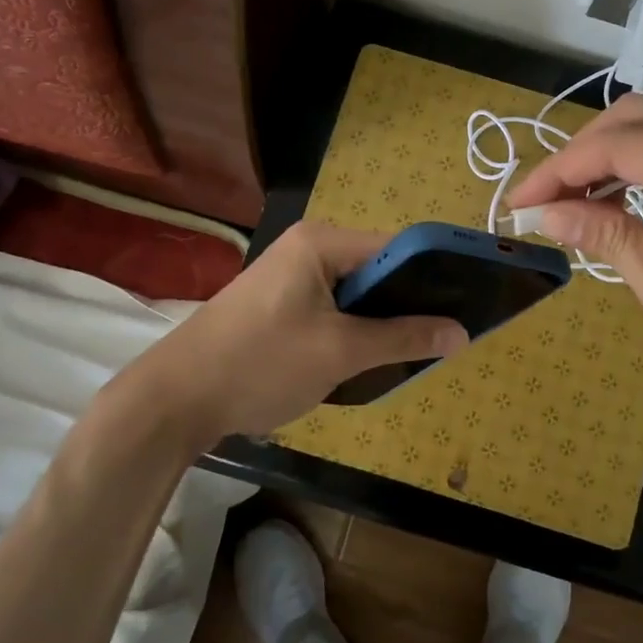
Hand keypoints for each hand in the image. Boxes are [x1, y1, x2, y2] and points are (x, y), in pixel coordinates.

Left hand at [120, 221, 467, 443]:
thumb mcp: (340, 353)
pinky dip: (353, 330)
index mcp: (322, 242)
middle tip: (442, 339)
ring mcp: (290, 275)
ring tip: (411, 352)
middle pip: (377, 269)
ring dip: (380, 322)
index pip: (397, 247)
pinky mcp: (279, 303)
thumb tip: (461, 333)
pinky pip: (333, 307)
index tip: (467, 306)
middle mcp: (308, 247)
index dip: (435, 275)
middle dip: (407, 304)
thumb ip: (403, 338)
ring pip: (356, 293)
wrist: (175, 400)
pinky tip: (367, 358)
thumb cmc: (261, 364)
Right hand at [506, 96, 642, 436]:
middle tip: (545, 198)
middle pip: (640, 119)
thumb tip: (546, 212)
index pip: (620, 145)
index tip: (520, 202)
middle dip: (582, 150)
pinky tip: (620, 202)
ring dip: (611, 154)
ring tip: (572, 200)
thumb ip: (608, 236)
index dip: (560, 168)